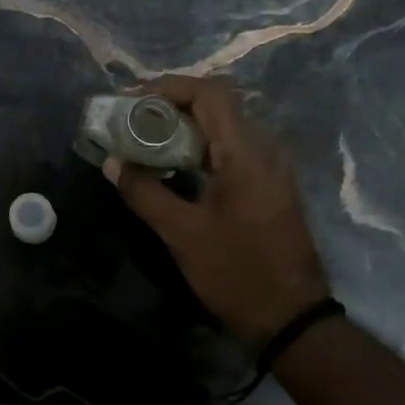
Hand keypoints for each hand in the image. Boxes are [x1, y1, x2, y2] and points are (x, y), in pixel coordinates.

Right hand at [108, 75, 330, 346]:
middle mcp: (264, 150)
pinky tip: (174, 164)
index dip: (169, 87)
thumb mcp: (182, 234)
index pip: (209, 94)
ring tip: (145, 138)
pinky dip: (201, 146)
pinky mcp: (269, 186)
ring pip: (225, 127)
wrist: (291, 317)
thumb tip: (113, 163)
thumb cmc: (236, 273)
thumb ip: (144, 192)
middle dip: (171, 105)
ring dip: (185, 125)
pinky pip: (232, 148)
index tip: (132, 100)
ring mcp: (271, 168)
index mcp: (246, 154)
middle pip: (217, 105)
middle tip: (132, 119)